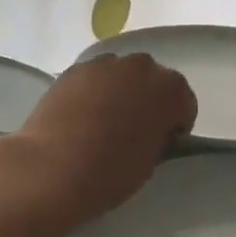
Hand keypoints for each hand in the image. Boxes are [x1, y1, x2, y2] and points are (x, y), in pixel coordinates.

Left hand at [13, 53, 197, 224]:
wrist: (51, 169)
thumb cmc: (110, 172)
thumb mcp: (151, 162)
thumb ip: (158, 136)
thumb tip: (152, 130)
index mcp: (170, 90)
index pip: (184, 103)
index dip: (175, 125)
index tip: (161, 143)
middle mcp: (142, 67)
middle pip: (154, 81)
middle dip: (149, 101)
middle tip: (133, 130)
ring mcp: (106, 64)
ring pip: (123, 75)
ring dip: (122, 92)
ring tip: (104, 122)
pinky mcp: (75, 69)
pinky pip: (96, 78)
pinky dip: (94, 91)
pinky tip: (81, 116)